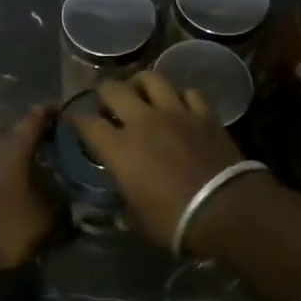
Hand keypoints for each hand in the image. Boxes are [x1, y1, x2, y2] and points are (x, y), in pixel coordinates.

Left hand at [0, 106, 58, 270]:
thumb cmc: (1, 222)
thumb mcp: (43, 222)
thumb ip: (65, 213)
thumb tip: (83, 208)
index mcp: (16, 145)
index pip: (36, 118)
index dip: (51, 112)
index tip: (63, 110)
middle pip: (17, 136)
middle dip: (35, 141)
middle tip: (56, 148)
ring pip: (0, 156)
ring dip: (16, 163)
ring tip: (35, 174)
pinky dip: (1, 180)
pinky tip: (9, 195)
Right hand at [70, 72, 250, 250]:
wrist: (225, 210)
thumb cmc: (175, 221)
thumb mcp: (139, 220)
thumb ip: (126, 202)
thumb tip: (125, 200)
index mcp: (119, 149)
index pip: (88, 123)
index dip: (77, 119)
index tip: (75, 120)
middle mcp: (142, 121)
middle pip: (114, 89)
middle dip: (104, 92)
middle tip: (107, 102)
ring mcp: (175, 112)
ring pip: (152, 79)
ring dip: (141, 83)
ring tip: (140, 91)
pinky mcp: (204, 114)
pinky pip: (189, 92)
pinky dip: (181, 96)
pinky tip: (180, 104)